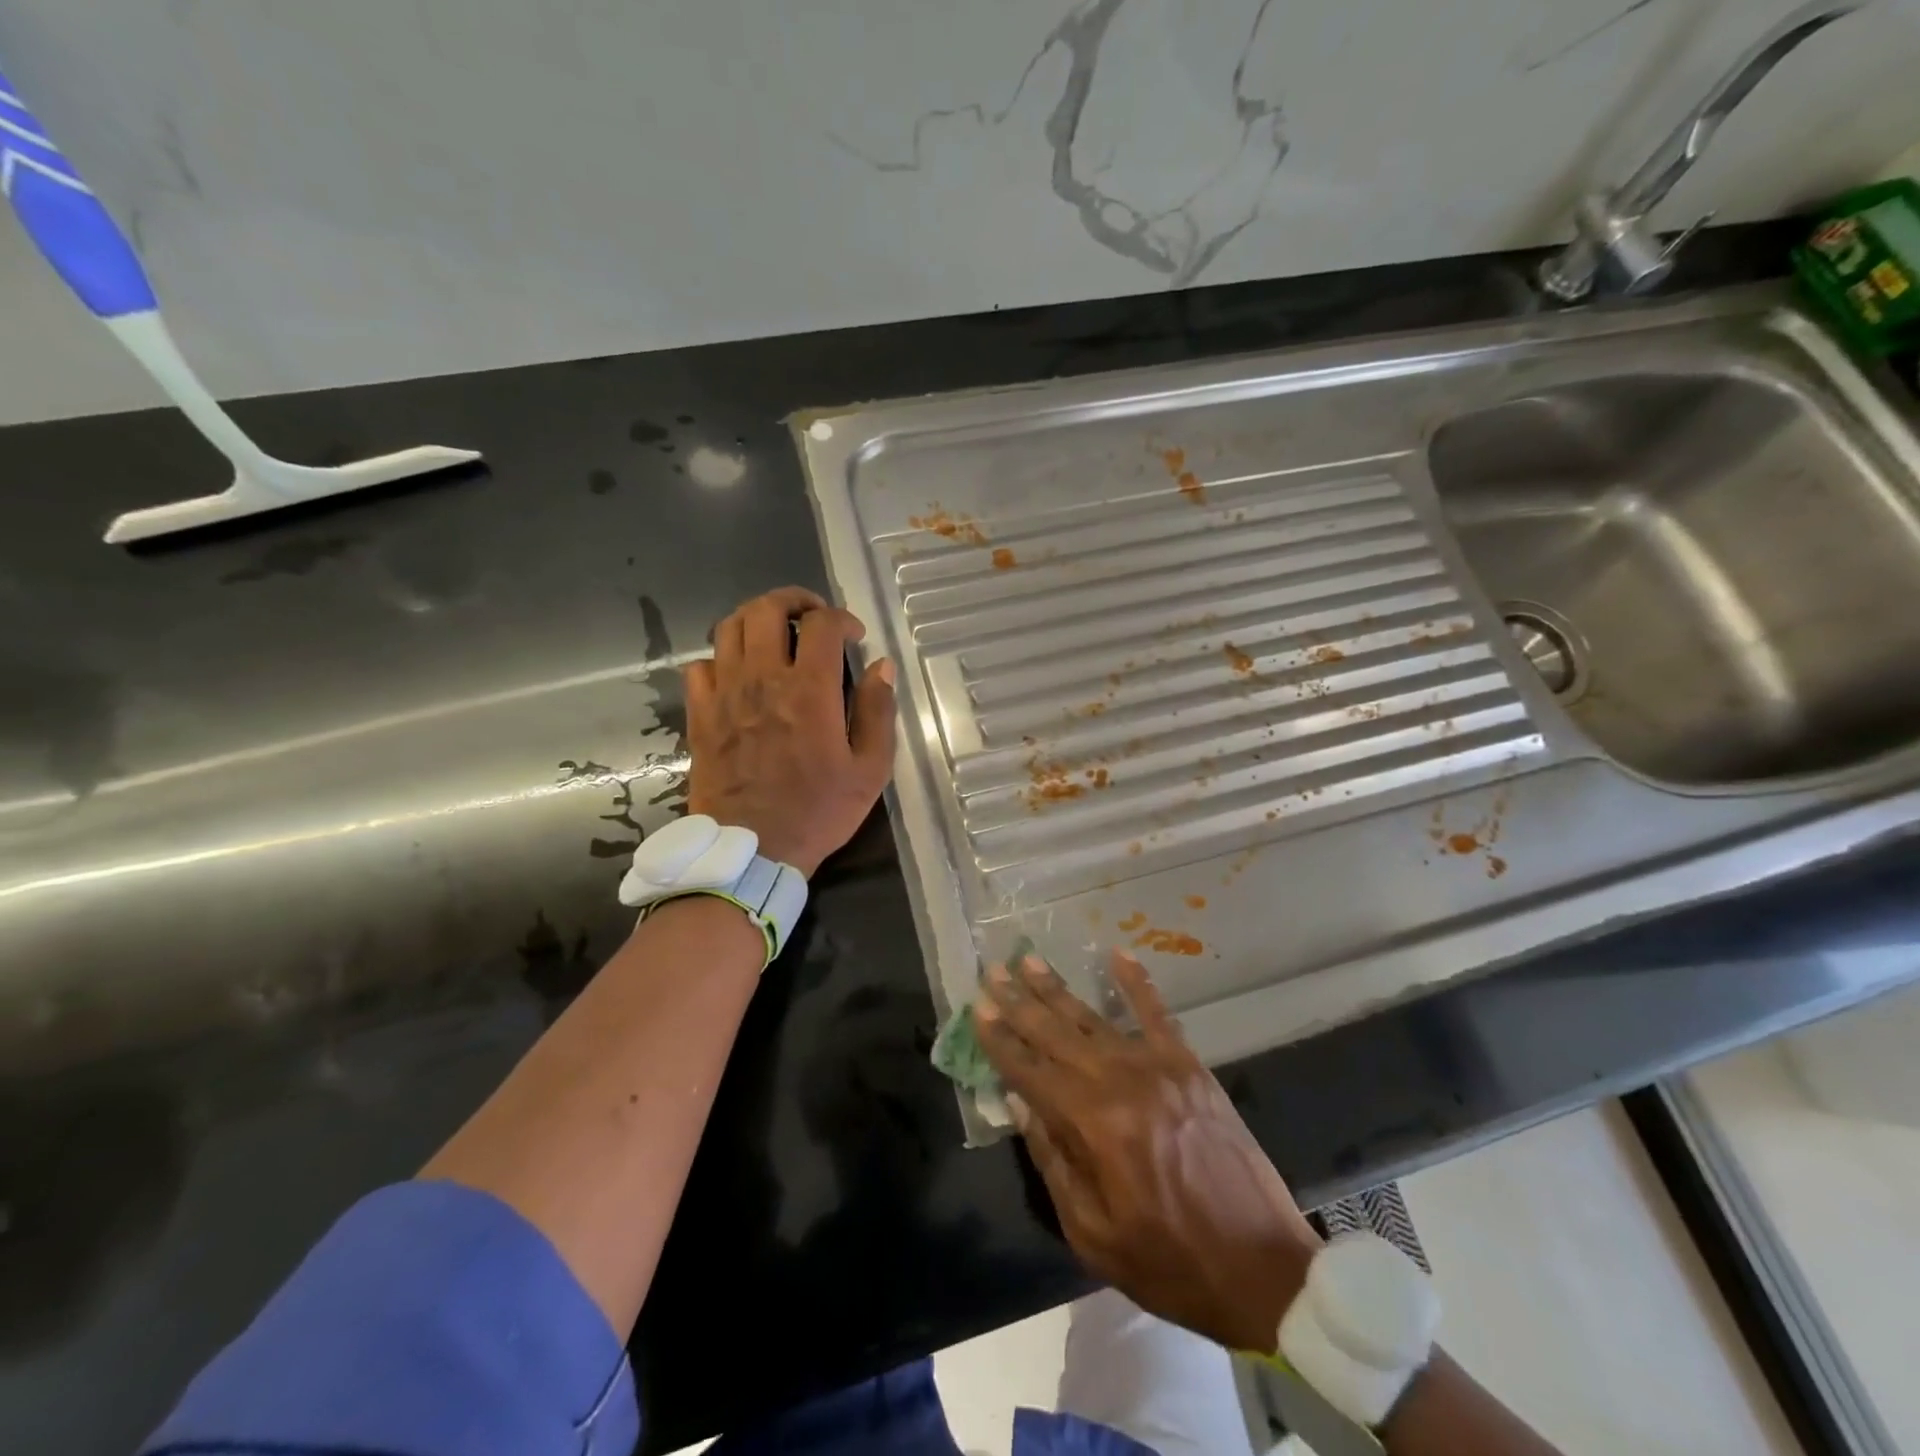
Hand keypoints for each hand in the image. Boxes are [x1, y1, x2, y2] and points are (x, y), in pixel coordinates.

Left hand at [684, 586, 895, 876]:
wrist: (751, 851)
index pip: (821, 624)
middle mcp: (762, 680)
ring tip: (774, 634)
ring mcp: (725, 694)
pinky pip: (700, 665)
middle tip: (811, 615)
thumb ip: (878, 712)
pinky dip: (721, 657)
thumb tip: (881, 667)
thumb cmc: (818, 811)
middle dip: (793, 600)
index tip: (854, 636)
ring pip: (728, 627)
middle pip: (766, 609)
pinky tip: (738, 673)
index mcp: (809, 690)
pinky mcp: (700, 714)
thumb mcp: (869, 770)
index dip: (841, 618)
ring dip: (755, 619)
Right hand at [975, 950, 1321, 1353]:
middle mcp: (1119, 1081)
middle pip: (1056, 1033)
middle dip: (1019, 1002)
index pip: (1031, 1071)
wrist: (1263, 1267)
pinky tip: (1117, 954)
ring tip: (1028, 960)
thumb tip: (1021, 1102)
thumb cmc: (1169, 1263)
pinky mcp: (1189, 1066)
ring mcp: (1158, 1067)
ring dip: (1058, 988)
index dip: (1000, 1040)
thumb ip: (1053, 1161)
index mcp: (1092, 1125)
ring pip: (1094, 1017)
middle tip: (992, 970)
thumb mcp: (1092, 1234)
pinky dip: (1136, 982)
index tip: (977, 1009)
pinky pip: (1157, 1013)